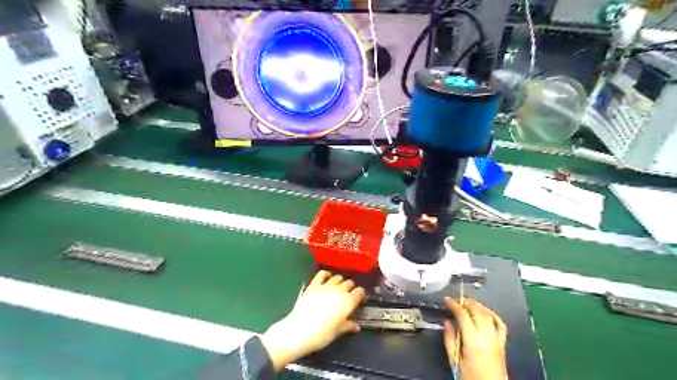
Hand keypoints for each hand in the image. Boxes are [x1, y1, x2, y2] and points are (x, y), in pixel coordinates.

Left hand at [260, 271, 364, 370]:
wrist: (300, 330)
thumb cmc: (322, 334)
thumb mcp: (338, 332)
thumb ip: (348, 326)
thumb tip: (356, 326)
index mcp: (348, 302)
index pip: (360, 292)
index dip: (360, 295)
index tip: (358, 300)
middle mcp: (339, 290)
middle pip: (349, 283)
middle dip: (350, 288)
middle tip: (347, 295)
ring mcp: (326, 286)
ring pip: (338, 277)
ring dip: (340, 281)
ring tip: (337, 287)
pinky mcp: (314, 284)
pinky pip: (322, 274)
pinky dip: (326, 274)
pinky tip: (326, 278)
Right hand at [445, 298, 507, 379]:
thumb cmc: (471, 378)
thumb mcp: (454, 361)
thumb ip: (450, 340)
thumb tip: (447, 323)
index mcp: (473, 340)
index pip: (463, 314)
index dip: (454, 304)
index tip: (447, 300)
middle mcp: (486, 337)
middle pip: (477, 311)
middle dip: (465, 302)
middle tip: (456, 300)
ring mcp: (496, 339)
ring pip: (488, 314)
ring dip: (477, 305)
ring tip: (468, 302)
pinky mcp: (502, 344)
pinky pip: (500, 324)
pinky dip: (493, 315)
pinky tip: (486, 312)